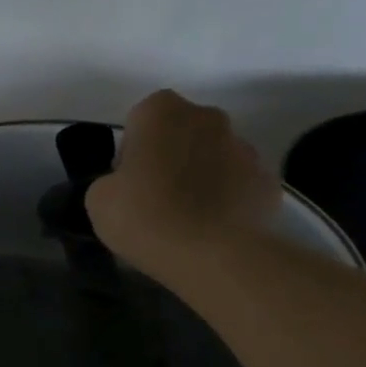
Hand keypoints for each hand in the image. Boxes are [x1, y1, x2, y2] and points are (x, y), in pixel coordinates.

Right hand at [85, 90, 278, 276]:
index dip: (132, 152)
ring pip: (213, 157)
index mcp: (162, 111)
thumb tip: (128, 184)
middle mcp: (208, 117)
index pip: (140, 120)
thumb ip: (110, 181)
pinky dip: (226, 200)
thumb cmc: (145, 217)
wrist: (212, 255)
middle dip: (170, 157)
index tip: (128, 183)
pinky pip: (238, 185)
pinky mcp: (267, 179)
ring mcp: (244, 147)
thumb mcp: (98, 200)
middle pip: (181, 133)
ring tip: (186, 219)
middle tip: (155, 199)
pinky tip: (212, 229)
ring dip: (200, 177)